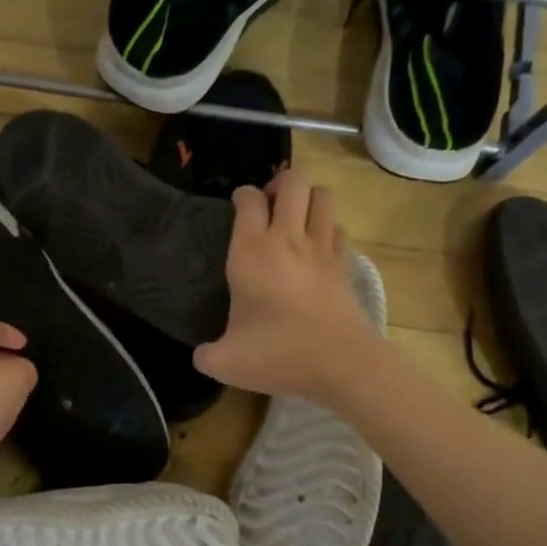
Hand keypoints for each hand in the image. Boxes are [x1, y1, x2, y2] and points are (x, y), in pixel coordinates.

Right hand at [193, 172, 378, 400]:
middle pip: (292, 182)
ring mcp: (322, 248)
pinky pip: (338, 228)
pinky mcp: (345, 264)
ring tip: (295, 218)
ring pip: (321, 195)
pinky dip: (327, 229)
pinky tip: (317, 248)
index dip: (242, 196)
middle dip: (279, 184)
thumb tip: (201, 355)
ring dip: (307, 198)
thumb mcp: (226, 363)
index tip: (237, 206)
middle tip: (268, 206)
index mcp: (251, 254)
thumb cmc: (279, 355)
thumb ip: (206, 355)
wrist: (342, 363)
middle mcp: (288, 239)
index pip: (248, 200)